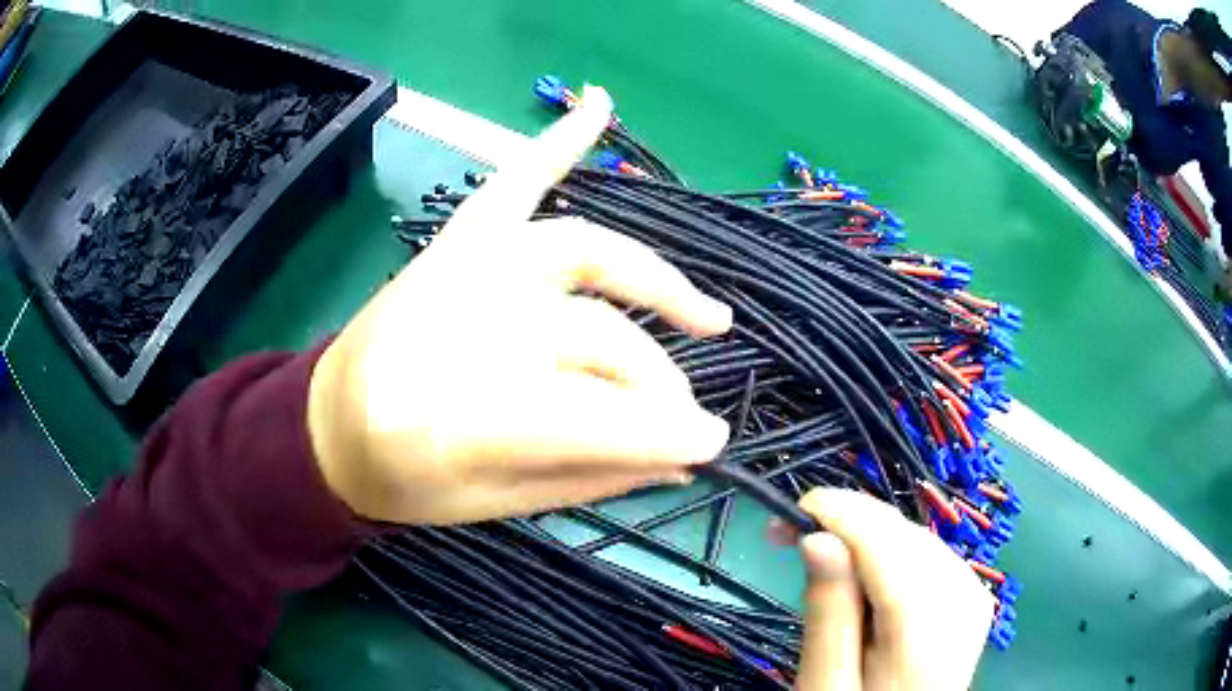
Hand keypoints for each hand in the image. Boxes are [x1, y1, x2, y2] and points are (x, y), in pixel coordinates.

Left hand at [307, 85, 732, 525]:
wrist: (325, 428)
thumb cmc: (397, 479)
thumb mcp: (489, 506)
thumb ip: (585, 477)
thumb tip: (678, 456)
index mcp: (448, 418)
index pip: (586, 416)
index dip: (658, 432)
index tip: (712, 441)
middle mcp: (454, 325)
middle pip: (592, 336)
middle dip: (654, 383)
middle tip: (682, 420)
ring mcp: (454, 269)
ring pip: (580, 254)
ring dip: (654, 280)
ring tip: (708, 316)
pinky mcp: (451, 246)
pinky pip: (510, 181)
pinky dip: (556, 144)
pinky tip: (601, 106)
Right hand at [793, 489, 994, 689]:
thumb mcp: (827, 685)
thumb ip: (829, 615)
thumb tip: (817, 537)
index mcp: (930, 627)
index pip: (886, 541)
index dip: (834, 514)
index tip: (781, 521)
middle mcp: (963, 593)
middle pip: (900, 533)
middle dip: (844, 524)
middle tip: (787, 539)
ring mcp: (972, 591)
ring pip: (911, 536)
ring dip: (862, 538)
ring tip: (819, 565)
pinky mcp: (968, 592)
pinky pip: (923, 552)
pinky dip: (886, 554)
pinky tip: (861, 580)